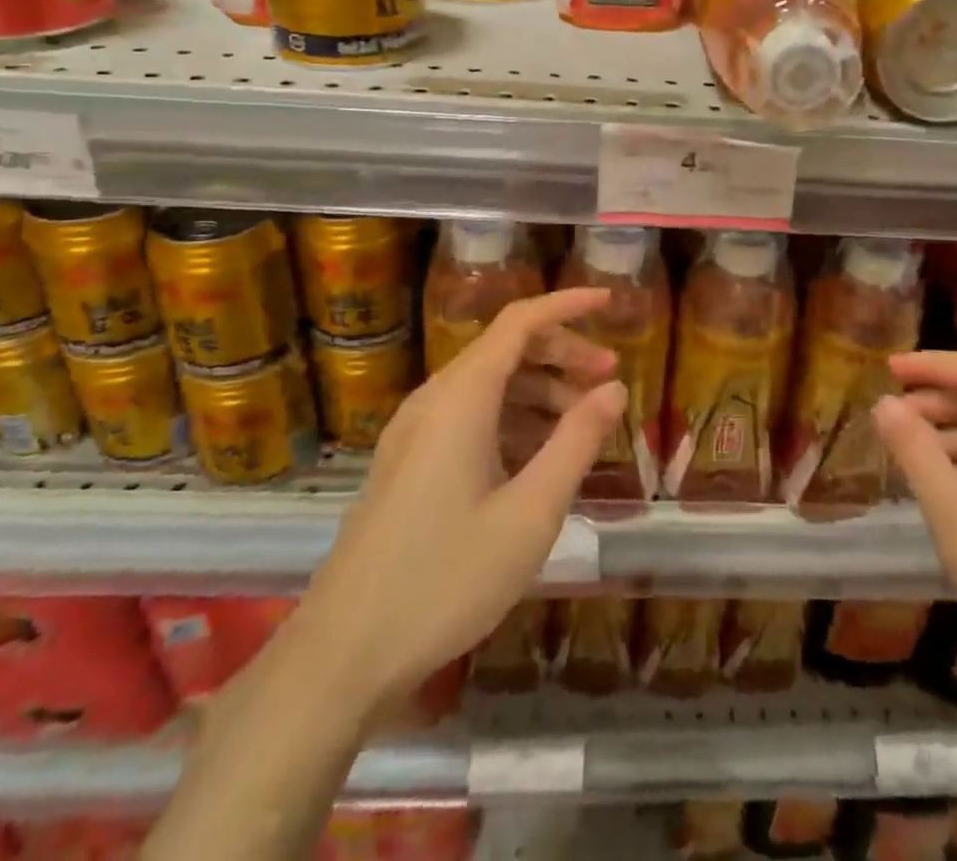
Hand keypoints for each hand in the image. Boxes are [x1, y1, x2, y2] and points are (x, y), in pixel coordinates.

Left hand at [303, 288, 626, 706]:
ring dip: (540, 392)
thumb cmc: (446, 579)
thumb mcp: (530, 512)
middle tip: (609, 380)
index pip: (520, 322)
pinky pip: (469, 419)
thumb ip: (576, 442)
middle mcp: (434, 401)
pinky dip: (512, 421)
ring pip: (488, 387)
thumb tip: (614, 389)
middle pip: (505, 350)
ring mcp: (415, 434)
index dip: (567, 305)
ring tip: (583, 425)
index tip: (610, 301)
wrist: (341, 656)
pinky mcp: (407, 465)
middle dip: (562, 354)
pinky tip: (538, 459)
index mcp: (461, 398)